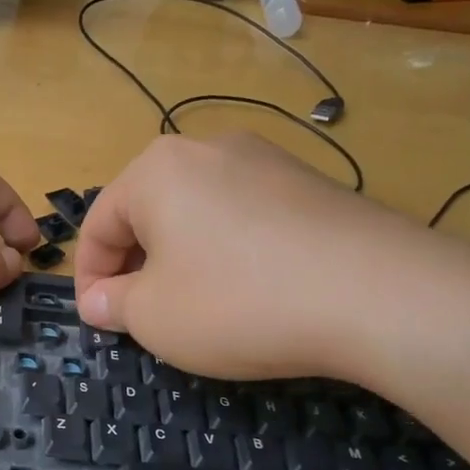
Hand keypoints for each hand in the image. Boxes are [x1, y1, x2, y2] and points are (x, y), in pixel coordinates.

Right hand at [74, 132, 445, 380]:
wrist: (379, 294)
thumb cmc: (238, 302)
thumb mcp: (154, 317)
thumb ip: (113, 306)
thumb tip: (97, 301)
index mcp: (156, 170)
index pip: (99, 224)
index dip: (89, 278)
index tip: (98, 321)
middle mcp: (207, 149)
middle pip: (148, 212)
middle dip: (137, 266)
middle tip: (143, 315)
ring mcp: (266, 160)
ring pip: (197, 213)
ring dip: (182, 259)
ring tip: (196, 305)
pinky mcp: (310, 183)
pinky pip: (245, 217)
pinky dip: (230, 252)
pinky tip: (251, 291)